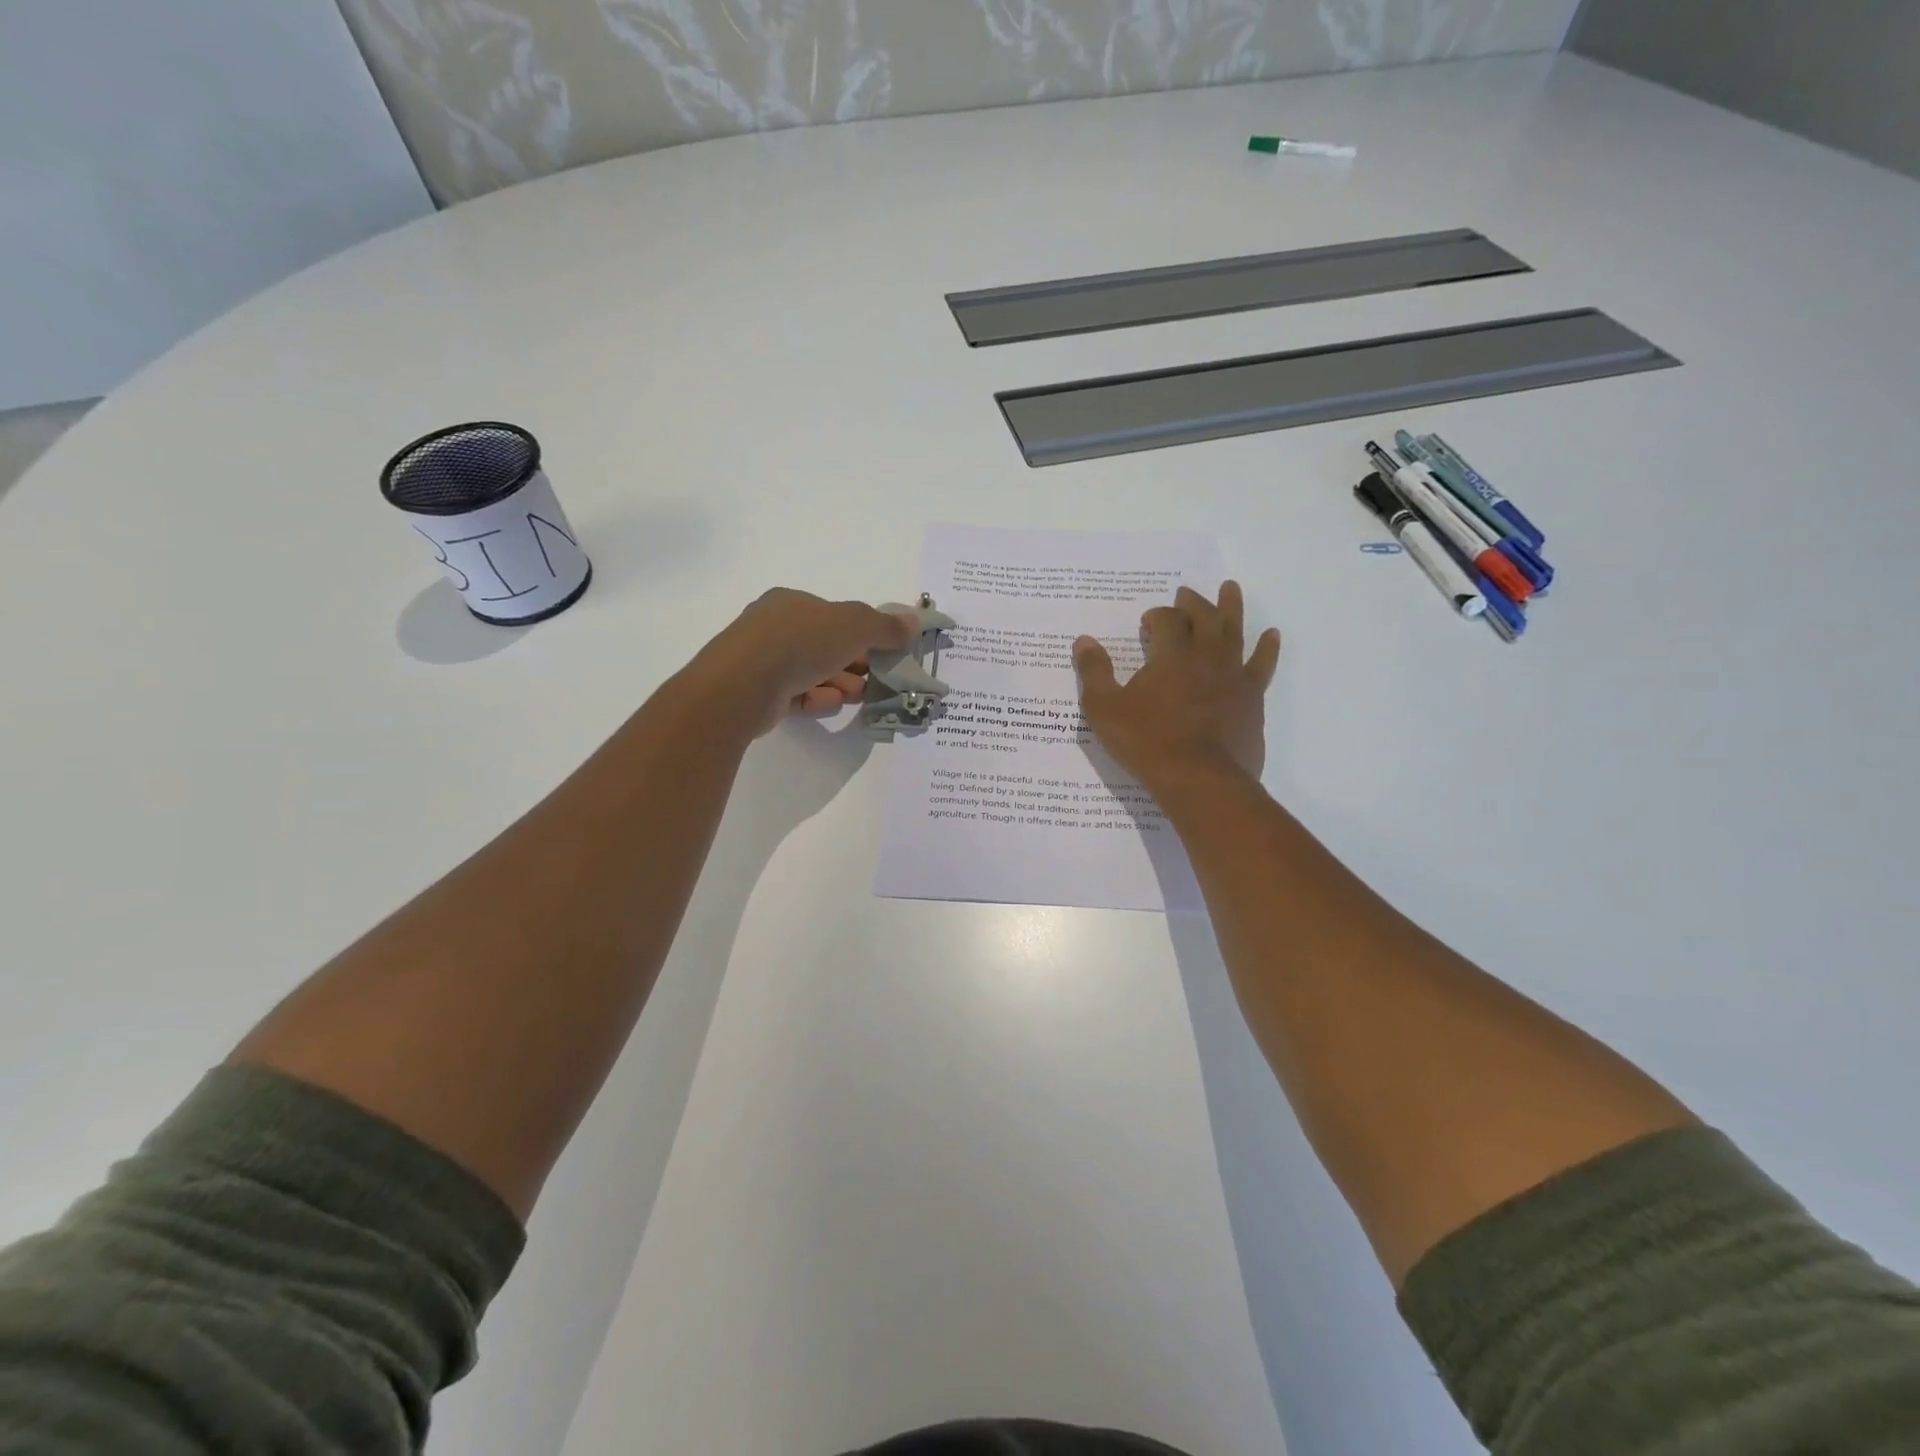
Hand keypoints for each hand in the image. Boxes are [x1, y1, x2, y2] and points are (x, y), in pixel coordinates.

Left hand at [690, 588, 918, 735]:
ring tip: (861, 695)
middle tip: (878, 677)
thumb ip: (885, 626)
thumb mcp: (853, 625)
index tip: (885, 652)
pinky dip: (818, 697)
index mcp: (791, 602)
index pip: (834, 614)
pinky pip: (795, 693)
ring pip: (810, 670)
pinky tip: (835, 704)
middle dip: (854, 661)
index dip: (862, 632)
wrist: (742, 685)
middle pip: (824, 644)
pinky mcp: (757, 693)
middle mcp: (773, 626)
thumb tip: (914, 622)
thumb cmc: (800, 642)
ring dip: (839, 681)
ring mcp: (762, 661)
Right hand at [1073, 581, 1280, 787]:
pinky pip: (1262, 664)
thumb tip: (1083, 640)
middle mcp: (1206, 656)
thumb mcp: (1105, 708)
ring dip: (1231, 607)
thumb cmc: (1147, 742)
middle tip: (1185, 593)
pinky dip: (1267, 647)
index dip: (1156, 615)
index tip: (1147, 622)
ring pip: (1235, 631)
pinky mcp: (1252, 698)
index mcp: (1171, 655)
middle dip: (1192, 603)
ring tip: (1231, 588)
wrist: (1200, 779)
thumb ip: (1094, 672)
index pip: (1166, 620)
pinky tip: (1272, 635)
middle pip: (1203, 617)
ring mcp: (1234, 676)